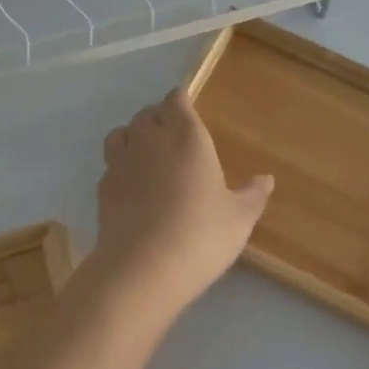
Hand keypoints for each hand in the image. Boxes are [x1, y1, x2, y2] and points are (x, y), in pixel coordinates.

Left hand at [88, 88, 273, 313]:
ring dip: (133, 135)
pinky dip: (120, 166)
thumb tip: (266, 179)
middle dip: (158, 117)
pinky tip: (132, 186)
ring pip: (121, 133)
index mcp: (187, 138)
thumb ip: (252, 195)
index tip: (186, 106)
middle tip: (171, 133)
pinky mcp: (103, 189)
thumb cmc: (201, 235)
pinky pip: (110, 164)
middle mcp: (150, 141)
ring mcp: (121, 164)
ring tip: (146, 152)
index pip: (176, 101)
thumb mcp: (239, 218)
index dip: (180, 100)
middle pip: (146, 114)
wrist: (143, 268)